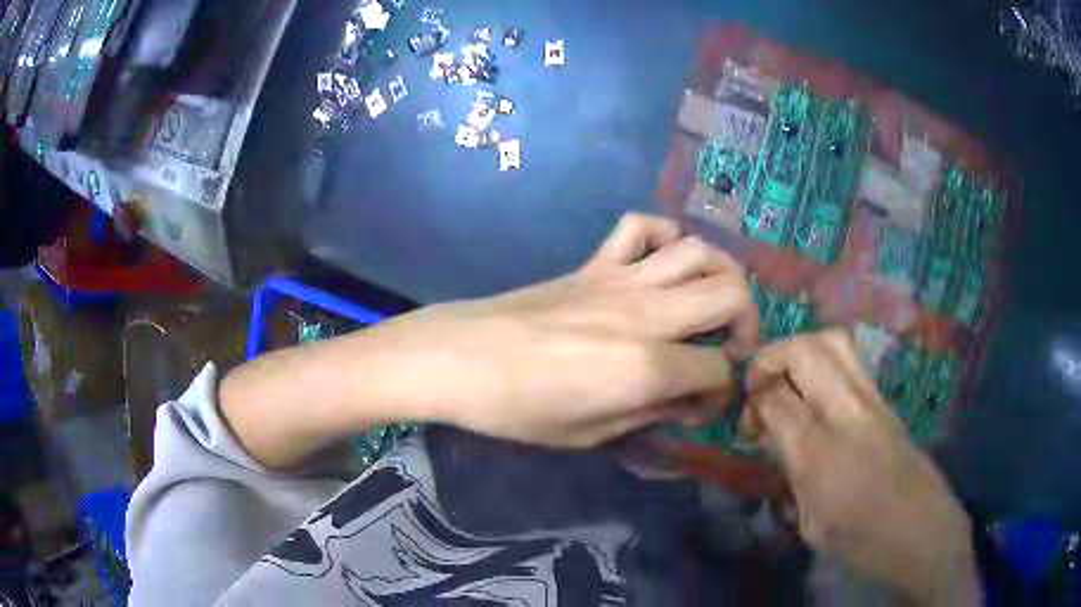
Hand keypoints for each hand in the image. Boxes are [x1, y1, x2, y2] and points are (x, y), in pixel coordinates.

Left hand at [354, 213, 759, 448]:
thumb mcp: (590, 434)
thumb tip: (689, 398)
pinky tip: (662, 261)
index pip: (720, 370)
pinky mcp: (594, 263)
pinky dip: (663, 235)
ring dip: (722, 273)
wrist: (459, 359)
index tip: (701, 407)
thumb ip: (651, 413)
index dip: (722, 393)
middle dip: (748, 324)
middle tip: (730, 349)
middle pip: (731, 295)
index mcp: (648, 367)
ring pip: (698, 250)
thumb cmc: (519, 409)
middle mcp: (648, 314)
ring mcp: (621, 279)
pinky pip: (639, 226)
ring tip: (714, 300)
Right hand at [745, 330, 979, 605]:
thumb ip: (791, 475)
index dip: (752, 400)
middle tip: (759, 387)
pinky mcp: (886, 400)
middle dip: (770, 358)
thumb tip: (775, 441)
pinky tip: (817, 395)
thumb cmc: (865, 541)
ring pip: (832, 341)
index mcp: (821, 453)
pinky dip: (823, 361)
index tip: (747, 422)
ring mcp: (872, 399)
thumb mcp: (812, 525)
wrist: (925, 529)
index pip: (775, 397)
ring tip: (788, 380)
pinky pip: (850, 359)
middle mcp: (847, 412)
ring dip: (799, 351)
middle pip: (804, 350)